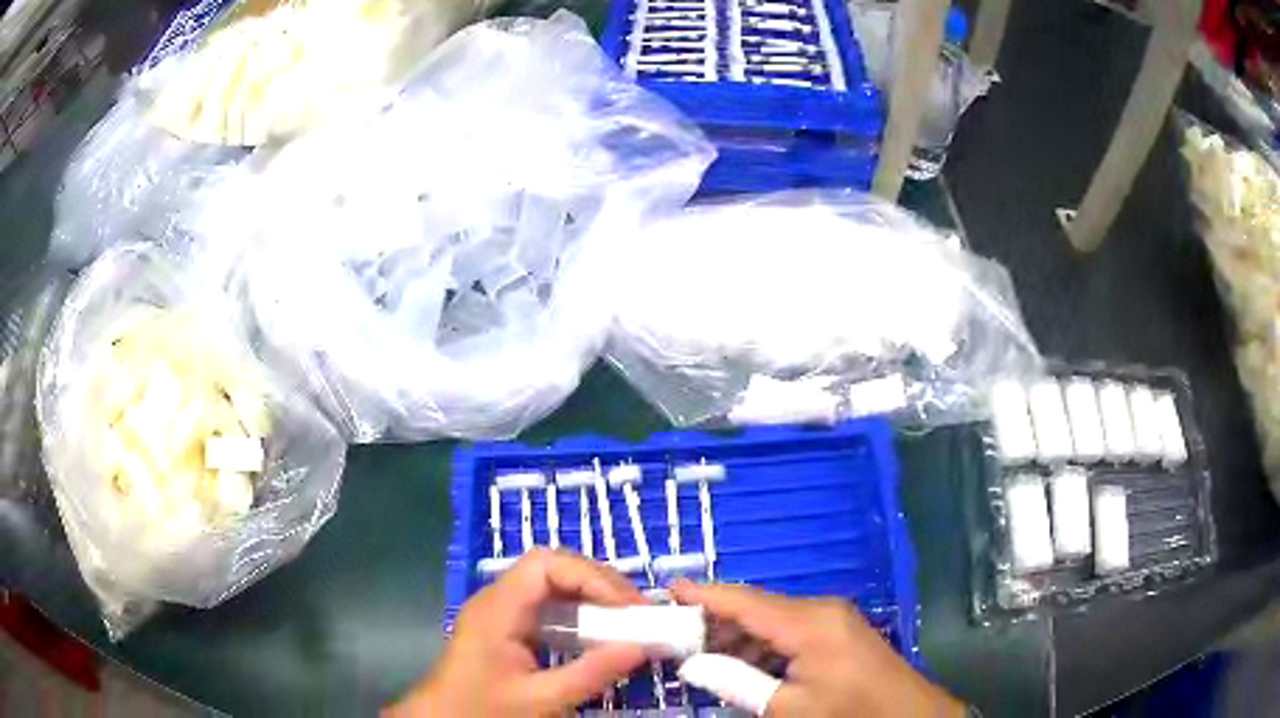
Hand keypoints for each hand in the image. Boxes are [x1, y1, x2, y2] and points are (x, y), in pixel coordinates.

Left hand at [386, 550, 646, 716]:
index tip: (627, 607)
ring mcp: (501, 612)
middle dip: (598, 585)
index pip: (546, 564)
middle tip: (635, 613)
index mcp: (497, 608)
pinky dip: (578, 615)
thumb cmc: (484, 709)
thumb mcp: (540, 699)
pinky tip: (598, 636)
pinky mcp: (507, 628)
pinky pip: (548, 608)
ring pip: (552, 586)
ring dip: (591, 598)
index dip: (591, 576)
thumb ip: (590, 674)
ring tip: (625, 621)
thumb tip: (640, 647)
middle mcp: (498, 600)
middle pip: (553, 569)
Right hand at [672, 580, 963, 717]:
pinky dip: (762, 644)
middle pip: (756, 607)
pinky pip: (790, 629)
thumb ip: (736, 682)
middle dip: (715, 621)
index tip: (666, 589)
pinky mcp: (838, 631)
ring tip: (702, 657)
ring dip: (738, 637)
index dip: (704, 593)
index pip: (744, 601)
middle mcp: (820, 609)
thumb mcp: (787, 707)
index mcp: (808, 621)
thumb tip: (692, 664)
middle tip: (675, 637)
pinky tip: (742, 665)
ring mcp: (832, 618)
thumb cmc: (847, 713)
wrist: (906, 716)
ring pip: (771, 619)